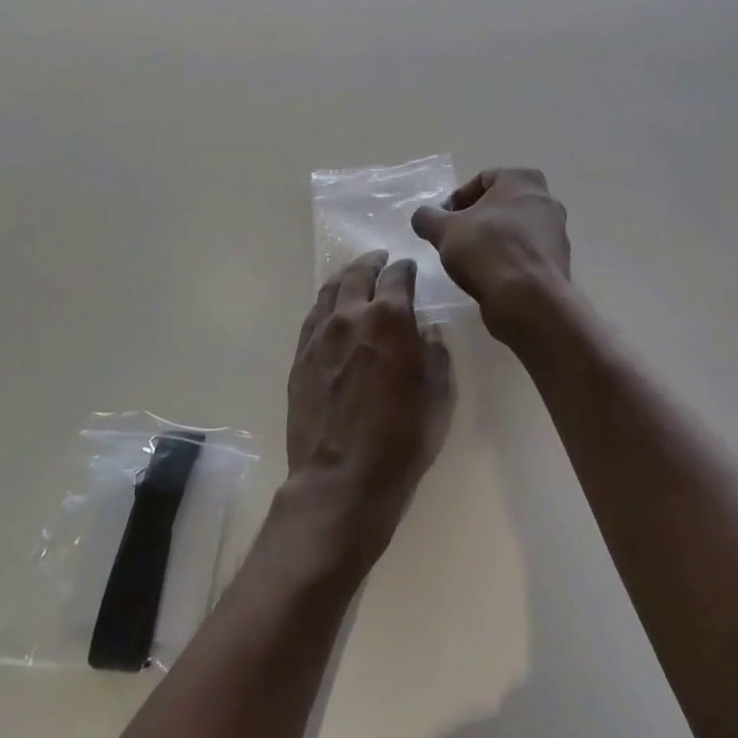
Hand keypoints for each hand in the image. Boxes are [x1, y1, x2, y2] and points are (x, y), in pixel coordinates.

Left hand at [282, 251, 453, 577]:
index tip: (410, 269)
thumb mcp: (438, 396)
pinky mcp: (300, 357)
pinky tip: (331, 308)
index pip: (398, 276)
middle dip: (372, 263)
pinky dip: (325, 303)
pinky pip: (312, 316)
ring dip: (345, 277)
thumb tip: (425, 333)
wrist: (341, 478)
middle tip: (380, 260)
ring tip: (354, 275)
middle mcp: (351, 316)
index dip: (406, 269)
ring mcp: (319, 335)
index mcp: (390, 319)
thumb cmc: (402, 440)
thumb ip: (434, 355)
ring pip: (329, 290)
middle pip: (358, 273)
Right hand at [411, 169, 571, 336]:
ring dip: (492, 241)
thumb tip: (422, 217)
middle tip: (454, 239)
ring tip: (470, 261)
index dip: (457, 199)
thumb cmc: (487, 251)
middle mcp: (546, 200)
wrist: (528, 299)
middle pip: (501, 205)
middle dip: (476, 220)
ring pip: (515, 230)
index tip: (442, 221)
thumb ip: (427, 217)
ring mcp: (557, 233)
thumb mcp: (444, 230)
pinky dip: (507, 260)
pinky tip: (490, 277)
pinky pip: (525, 254)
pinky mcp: (557, 262)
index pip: (483, 179)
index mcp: (523, 180)